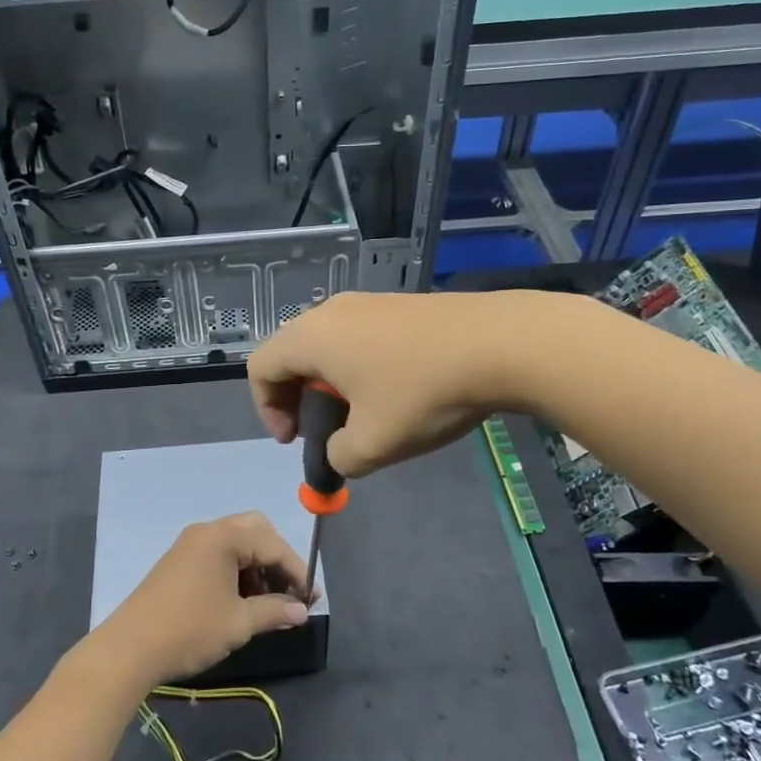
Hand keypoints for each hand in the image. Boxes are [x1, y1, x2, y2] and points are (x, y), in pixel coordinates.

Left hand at [92, 513, 311, 687]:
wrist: (129, 648)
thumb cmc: (190, 630)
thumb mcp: (239, 622)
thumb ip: (274, 611)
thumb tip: (302, 610)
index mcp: (223, 537)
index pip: (273, 545)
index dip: (297, 571)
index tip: (312, 600)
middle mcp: (207, 531)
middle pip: (256, 531)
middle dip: (277, 560)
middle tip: (289, 592)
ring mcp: (190, 544)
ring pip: (237, 543)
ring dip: (257, 567)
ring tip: (267, 604)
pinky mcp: (179, 561)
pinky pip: (218, 555)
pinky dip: (237, 571)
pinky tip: (241, 601)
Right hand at [249, 290, 529, 477]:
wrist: (499, 343)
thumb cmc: (422, 393)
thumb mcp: (373, 444)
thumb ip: (339, 458)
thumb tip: (339, 452)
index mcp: (310, 338)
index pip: (261, 368)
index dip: (267, 409)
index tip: (295, 440)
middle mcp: (330, 311)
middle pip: (291, 353)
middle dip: (297, 398)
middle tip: (322, 431)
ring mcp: (367, 302)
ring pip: (327, 345)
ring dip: (330, 384)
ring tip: (362, 415)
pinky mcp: (398, 304)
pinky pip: (358, 337)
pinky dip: (358, 367)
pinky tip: (395, 392)